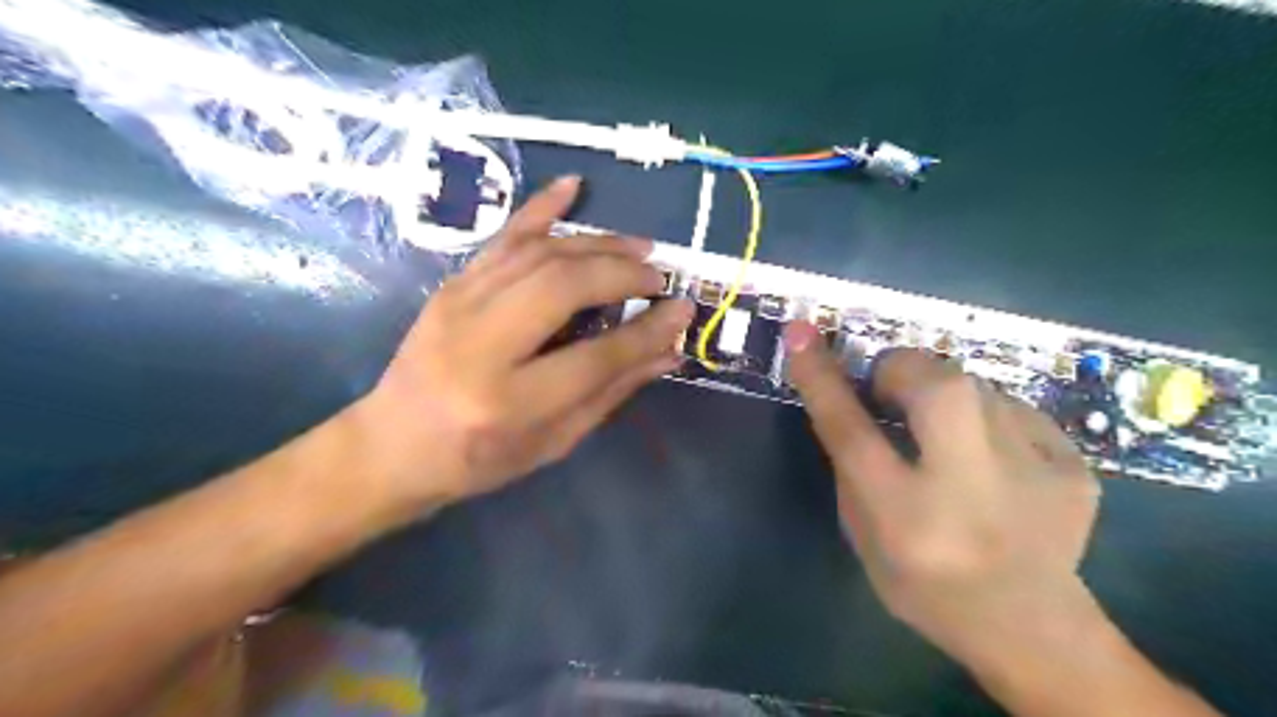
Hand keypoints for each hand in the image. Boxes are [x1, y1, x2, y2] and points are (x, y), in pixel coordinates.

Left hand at [346, 176, 693, 516]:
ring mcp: (458, 306)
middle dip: (622, 274)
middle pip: (564, 287)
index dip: (648, 331)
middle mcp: (481, 346)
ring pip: (539, 254)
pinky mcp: (450, 285)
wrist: (392, 445)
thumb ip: (611, 392)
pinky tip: (573, 186)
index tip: (683, 310)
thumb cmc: (478, 459)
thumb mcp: (553, 442)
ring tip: (638, 249)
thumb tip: (668, 350)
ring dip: (597, 244)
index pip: (595, 357)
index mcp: (509, 403)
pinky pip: (503, 237)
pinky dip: (541, 207)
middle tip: (659, 276)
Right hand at [785, 321, 1103, 668]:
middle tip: (889, 390)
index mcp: (905, 515)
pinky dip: (989, 417)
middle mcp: (969, 488)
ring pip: (976, 386)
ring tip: (946, 434)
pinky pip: (1015, 408)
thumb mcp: (862, 535)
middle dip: (901, 369)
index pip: (851, 430)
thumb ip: (850, 466)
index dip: (821, 377)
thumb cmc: (924, 585)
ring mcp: (1034, 474)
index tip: (801, 334)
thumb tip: (847, 395)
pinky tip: (994, 457)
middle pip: (933, 385)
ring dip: (945, 396)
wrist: (1031, 629)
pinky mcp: (1074, 467)